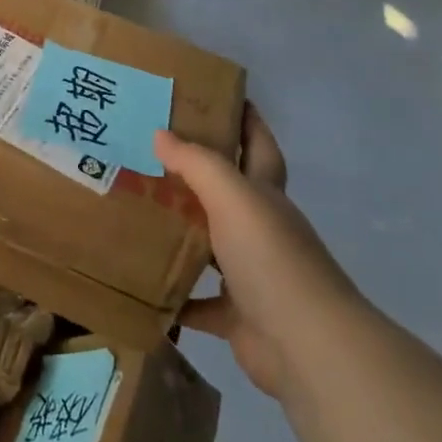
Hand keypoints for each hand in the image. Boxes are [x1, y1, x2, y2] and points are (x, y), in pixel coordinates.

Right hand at [155, 105, 362, 396]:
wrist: (307, 346)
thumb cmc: (271, 258)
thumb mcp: (234, 197)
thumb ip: (197, 163)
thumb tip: (160, 133)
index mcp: (265, 196)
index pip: (258, 145)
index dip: (245, 119)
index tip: (220, 95)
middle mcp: (261, 230)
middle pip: (227, 193)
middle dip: (196, 173)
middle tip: (149, 152)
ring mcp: (251, 274)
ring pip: (208, 244)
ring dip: (180, 232)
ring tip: (135, 211)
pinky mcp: (237, 316)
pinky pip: (197, 301)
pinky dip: (174, 296)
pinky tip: (141, 282)